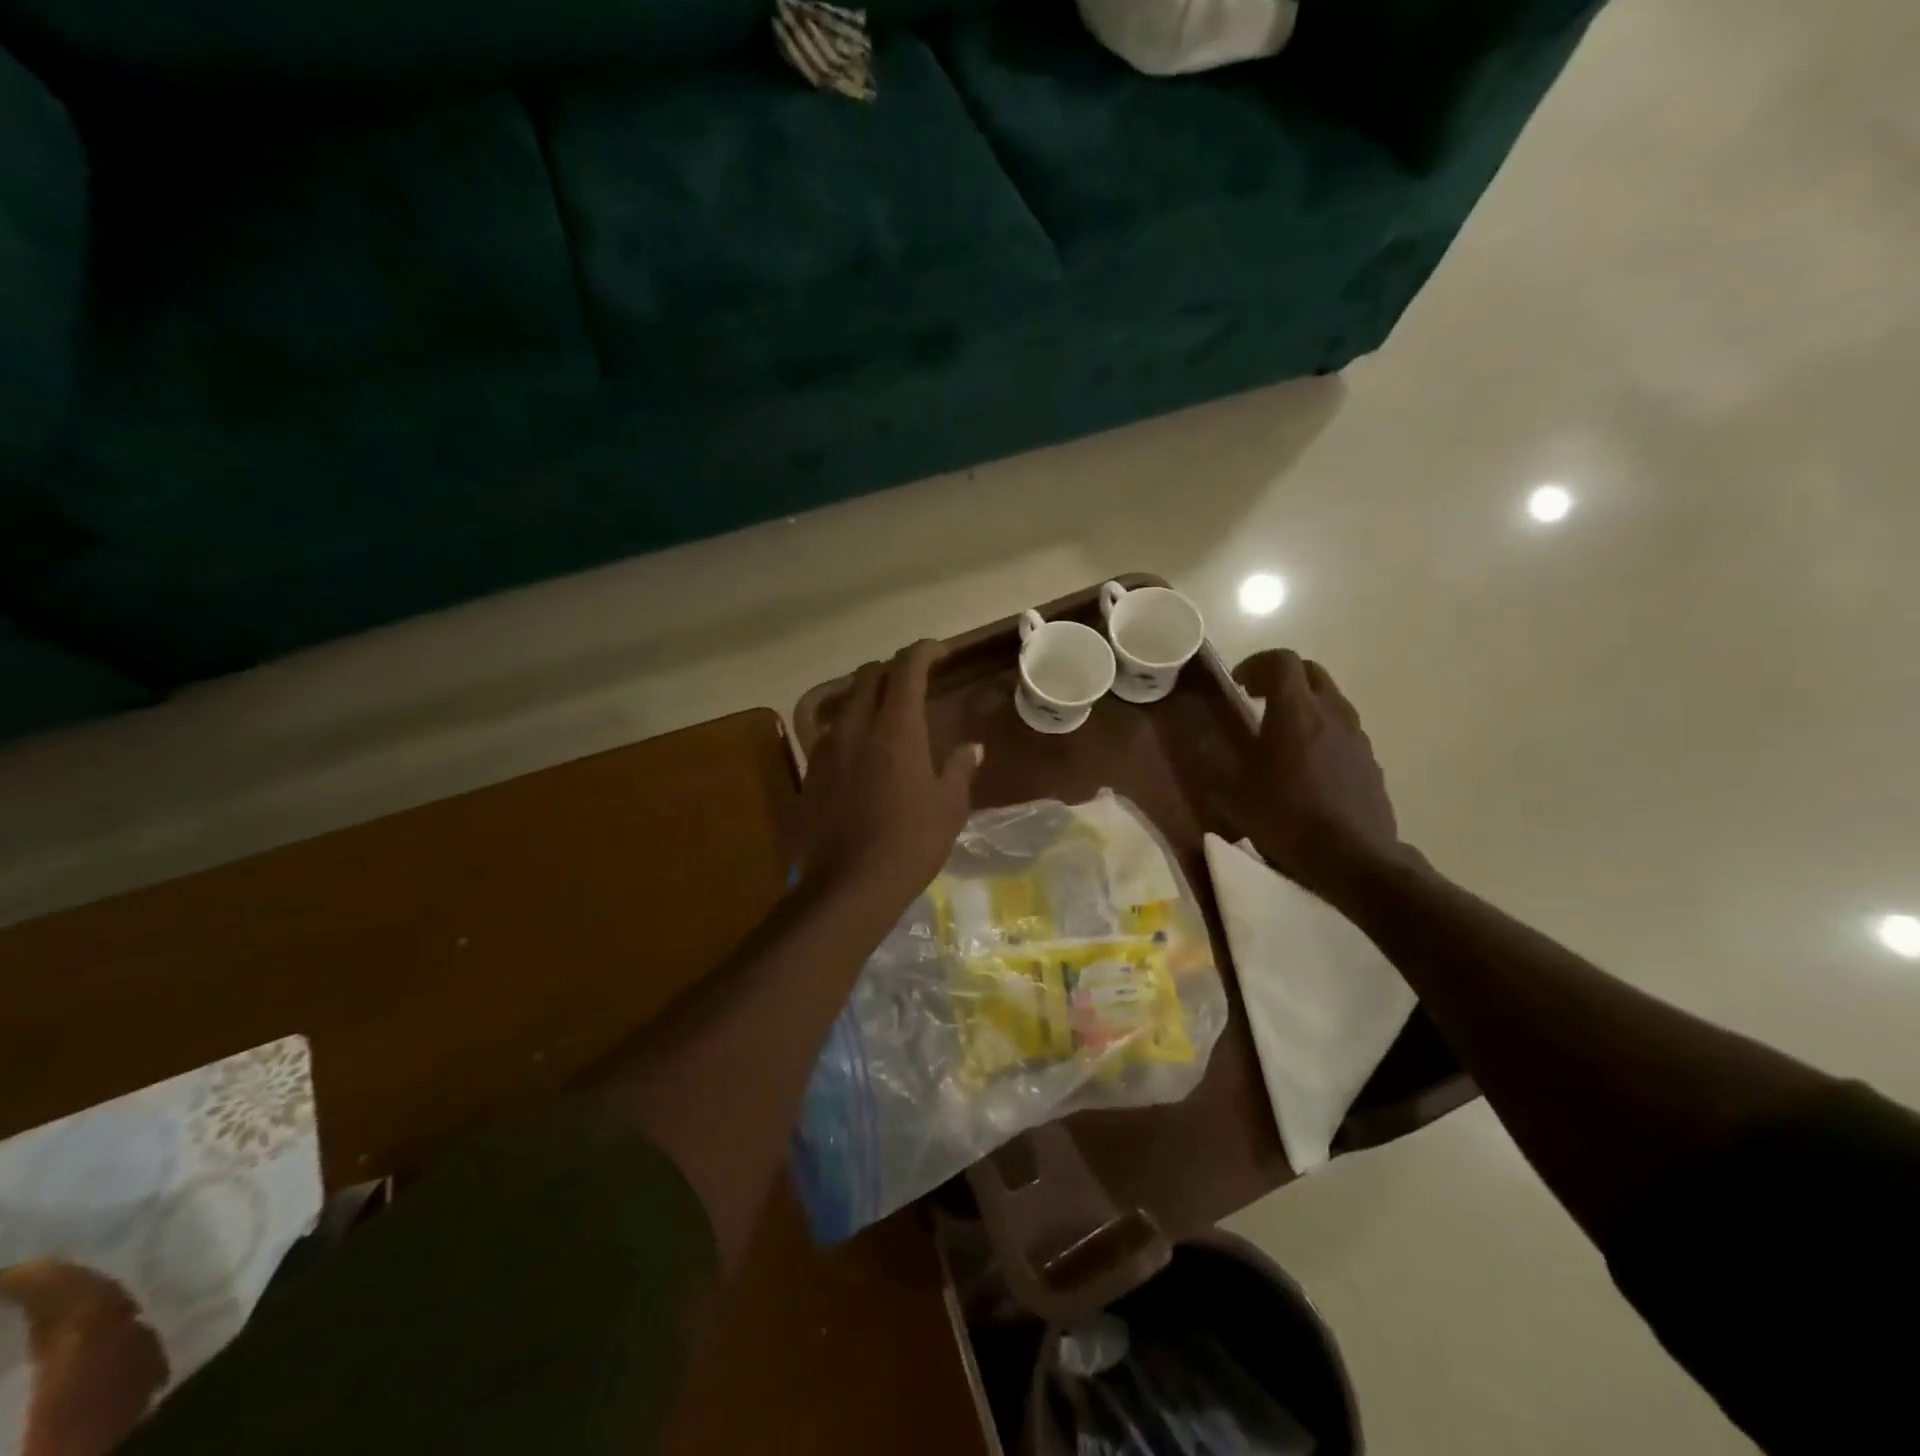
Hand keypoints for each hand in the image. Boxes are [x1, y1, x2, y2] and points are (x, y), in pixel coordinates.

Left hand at [796, 640, 981, 901]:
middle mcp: (856, 729)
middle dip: (893, 670)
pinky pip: (831, 735)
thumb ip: (959, 769)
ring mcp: (826, 750)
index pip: (907, 669)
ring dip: (867, 699)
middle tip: (915, 683)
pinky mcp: (810, 774)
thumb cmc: (909, 845)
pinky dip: (850, 729)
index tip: (941, 652)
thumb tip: (971, 748)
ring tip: (887, 718)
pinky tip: (862, 756)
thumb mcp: (948, 809)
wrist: (845, 888)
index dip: (924, 651)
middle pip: (868, 677)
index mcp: (895, 730)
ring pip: (845, 704)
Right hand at [1230, 650, 1410, 901]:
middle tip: (1257, 701)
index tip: (1238, 685)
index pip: (1281, 660)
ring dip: (1304, 703)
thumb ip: (1213, 758)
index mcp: (1295, 712)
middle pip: (1310, 672)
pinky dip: (1322, 729)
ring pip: (1330, 698)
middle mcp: (1331, 713)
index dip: (1256, 664)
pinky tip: (1306, 765)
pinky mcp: (1369, 760)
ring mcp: (1356, 736)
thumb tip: (1195, 735)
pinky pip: (1343, 728)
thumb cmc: (1287, 819)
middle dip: (1281, 677)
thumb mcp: (1233, 792)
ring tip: (1280, 733)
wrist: (1353, 859)